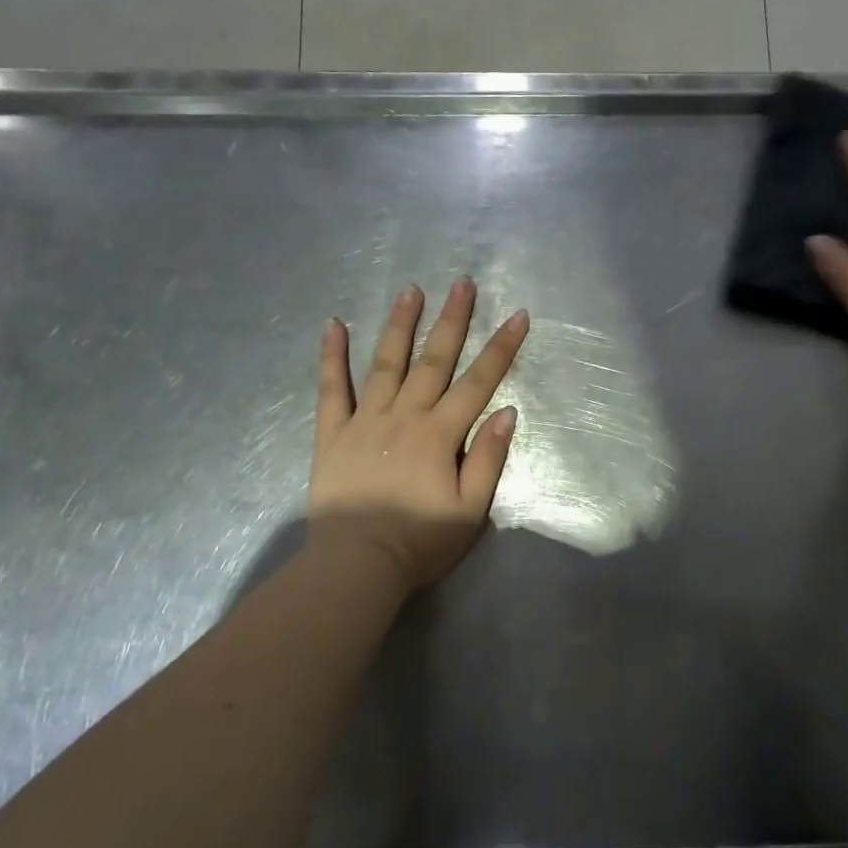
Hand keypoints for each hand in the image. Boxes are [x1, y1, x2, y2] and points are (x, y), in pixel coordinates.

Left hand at [308, 279, 528, 589]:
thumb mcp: (470, 510)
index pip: (478, 382)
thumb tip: (506, 412)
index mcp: (440, 434)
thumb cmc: (419, 542)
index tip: (517, 315)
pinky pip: (331, 389)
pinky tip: (334, 325)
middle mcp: (404, 416)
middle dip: (452, 320)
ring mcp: (365, 421)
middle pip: (433, 360)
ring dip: (400, 324)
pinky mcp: (332, 434)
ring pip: (386, 363)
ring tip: (411, 290)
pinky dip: (332, 356)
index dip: (501, 348)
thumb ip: (487, 459)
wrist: (356, 565)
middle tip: (462, 283)